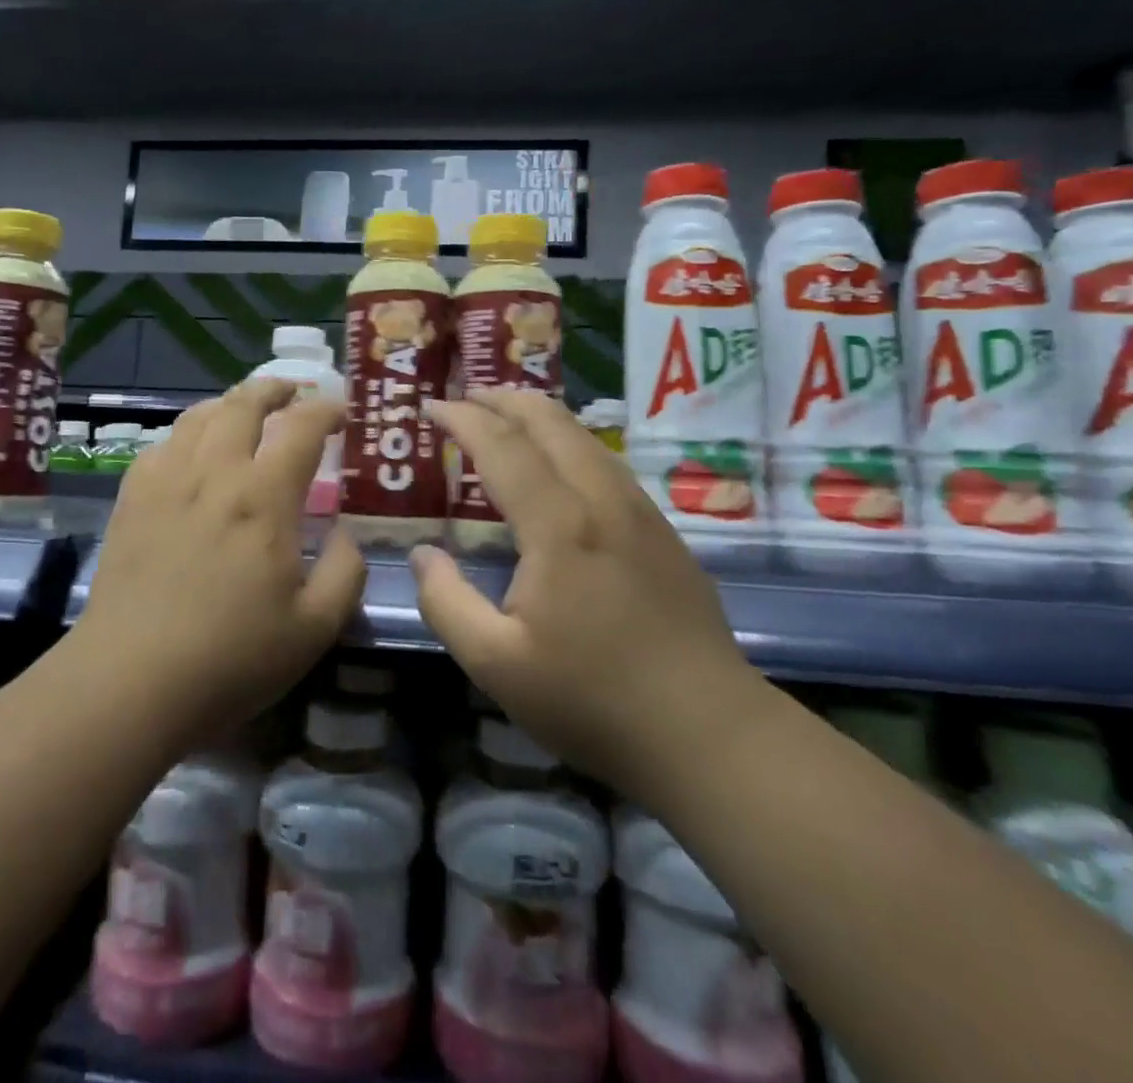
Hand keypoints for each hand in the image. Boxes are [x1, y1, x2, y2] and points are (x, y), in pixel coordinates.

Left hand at [74, 380, 364, 751]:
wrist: (130, 680)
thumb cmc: (231, 657)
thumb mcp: (315, 627)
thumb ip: (345, 572)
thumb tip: (346, 535)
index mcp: (264, 496)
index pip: (302, 426)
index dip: (327, 409)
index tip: (342, 413)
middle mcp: (214, 472)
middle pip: (244, 403)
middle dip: (275, 388)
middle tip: (294, 392)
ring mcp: (166, 480)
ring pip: (200, 415)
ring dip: (231, 403)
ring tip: (246, 411)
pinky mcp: (132, 498)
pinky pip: (163, 444)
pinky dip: (189, 433)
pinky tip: (193, 452)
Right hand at [414, 390, 764, 791]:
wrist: (709, 734)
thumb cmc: (593, 700)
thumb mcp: (496, 664)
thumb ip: (447, 602)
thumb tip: (423, 554)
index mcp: (559, 525)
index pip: (502, 446)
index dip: (463, 419)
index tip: (431, 407)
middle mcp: (602, 500)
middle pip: (551, 421)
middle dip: (503, 399)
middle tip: (465, 398)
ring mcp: (640, 512)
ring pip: (585, 437)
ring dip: (539, 417)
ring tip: (506, 419)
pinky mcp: (663, 532)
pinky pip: (606, 463)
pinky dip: (569, 443)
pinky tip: (560, 467)